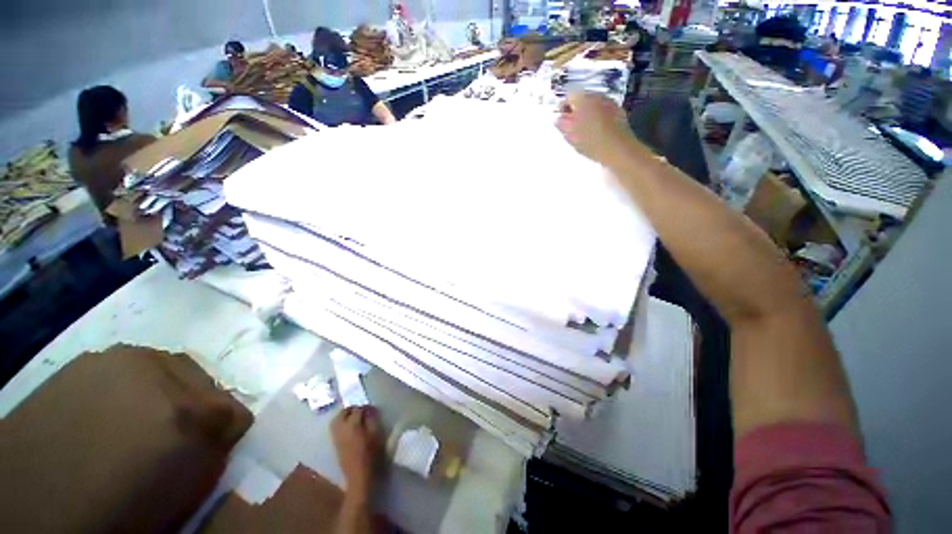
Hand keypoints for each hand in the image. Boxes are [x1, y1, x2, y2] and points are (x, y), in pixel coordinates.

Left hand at [331, 406, 382, 495]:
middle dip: (351, 409)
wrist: (359, 476)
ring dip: (344, 415)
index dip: (365, 407)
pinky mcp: (335, 445)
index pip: (357, 410)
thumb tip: (369, 411)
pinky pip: (335, 428)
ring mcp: (336, 437)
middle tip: (361, 410)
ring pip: (336, 420)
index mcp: (353, 426)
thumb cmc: (371, 455)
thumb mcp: (376, 435)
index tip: (372, 409)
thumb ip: (372, 420)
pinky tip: (349, 427)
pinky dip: (341, 423)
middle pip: (342, 413)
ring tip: (354, 416)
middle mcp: (342, 430)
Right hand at [556, 92, 636, 164]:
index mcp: (584, 99)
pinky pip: (604, 111)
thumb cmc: (591, 143)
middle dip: (576, 110)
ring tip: (583, 130)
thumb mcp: (571, 136)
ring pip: (594, 104)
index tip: (560, 120)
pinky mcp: (619, 112)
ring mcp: (611, 103)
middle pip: (583, 99)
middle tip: (571, 126)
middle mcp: (598, 96)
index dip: (563, 107)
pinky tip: (596, 131)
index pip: (570, 96)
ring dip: (588, 113)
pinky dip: (598, 117)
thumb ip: (563, 125)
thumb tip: (558, 119)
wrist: (619, 150)